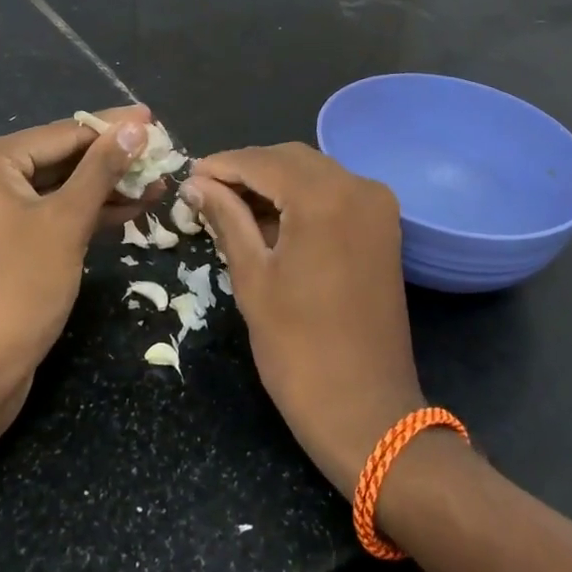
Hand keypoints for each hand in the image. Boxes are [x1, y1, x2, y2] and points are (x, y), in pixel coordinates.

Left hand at [0, 105, 154, 395]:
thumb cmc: (19, 285)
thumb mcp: (68, 220)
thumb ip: (103, 168)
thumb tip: (136, 127)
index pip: (62, 133)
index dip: (112, 128)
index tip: (153, 119)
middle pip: (61, 158)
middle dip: (113, 161)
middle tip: (160, 154)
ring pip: (59, 188)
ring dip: (106, 188)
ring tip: (157, 183)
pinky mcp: (4, 242)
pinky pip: (51, 214)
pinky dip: (87, 213)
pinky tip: (131, 209)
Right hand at [182, 144, 423, 496]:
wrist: (367, 412)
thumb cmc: (299, 350)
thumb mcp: (253, 278)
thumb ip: (226, 219)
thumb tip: (196, 184)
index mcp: (325, 198)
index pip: (263, 162)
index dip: (222, 165)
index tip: (189, 176)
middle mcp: (358, 187)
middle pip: (291, 159)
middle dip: (247, 170)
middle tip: (205, 191)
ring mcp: (377, 207)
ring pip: (313, 173)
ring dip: (272, 182)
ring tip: (229, 205)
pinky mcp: (383, 228)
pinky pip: (334, 194)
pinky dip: (300, 198)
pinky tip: (268, 217)